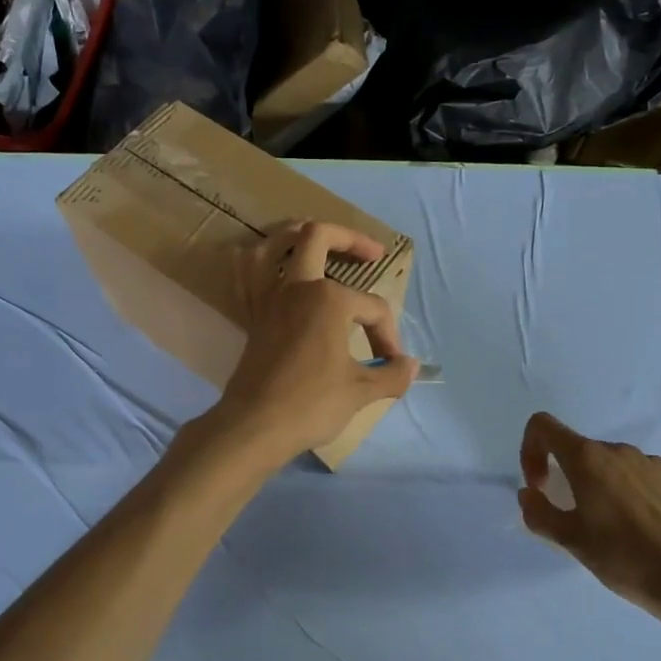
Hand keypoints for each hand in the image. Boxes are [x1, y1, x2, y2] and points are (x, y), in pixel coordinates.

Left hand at [208, 221, 417, 467]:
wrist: (255, 425)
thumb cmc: (311, 403)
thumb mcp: (361, 390)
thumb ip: (391, 374)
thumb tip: (411, 366)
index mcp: (329, 298)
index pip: (372, 308)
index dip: (388, 335)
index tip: (391, 364)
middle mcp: (297, 287)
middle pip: (319, 238)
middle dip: (349, 239)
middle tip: (372, 254)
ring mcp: (269, 299)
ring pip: (273, 246)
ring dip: (294, 235)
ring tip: (315, 240)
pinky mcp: (253, 317)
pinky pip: (250, 277)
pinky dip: (261, 265)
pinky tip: (274, 270)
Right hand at [518, 412, 660, 625]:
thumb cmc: (623, 558)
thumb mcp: (569, 540)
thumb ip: (539, 512)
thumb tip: (529, 493)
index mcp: (587, 458)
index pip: (543, 425)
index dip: (531, 448)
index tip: (541, 485)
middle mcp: (619, 450)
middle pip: (582, 451)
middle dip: (572, 477)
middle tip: (579, 518)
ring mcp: (655, 462)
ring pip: (617, 465)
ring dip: (607, 486)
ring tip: (619, 527)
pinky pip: (648, 477)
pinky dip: (639, 493)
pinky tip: (649, 527)